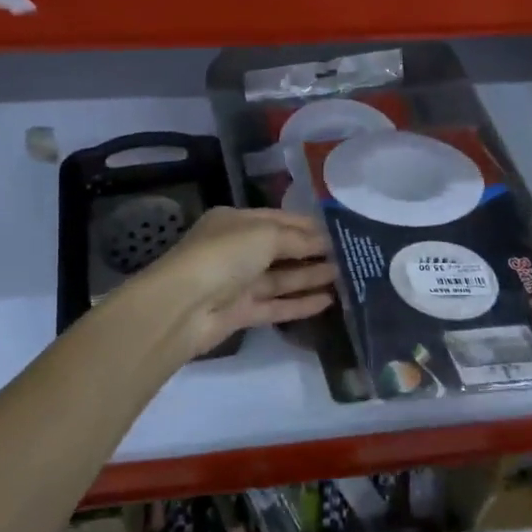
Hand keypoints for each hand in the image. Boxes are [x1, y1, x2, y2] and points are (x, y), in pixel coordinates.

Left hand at [138, 207, 336, 358]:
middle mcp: (236, 249)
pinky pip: (275, 304)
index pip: (279, 218)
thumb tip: (324, 240)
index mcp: (236, 221)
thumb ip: (297, 238)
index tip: (340, 230)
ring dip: (310, 276)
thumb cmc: (224, 255)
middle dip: (313, 250)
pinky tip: (327, 301)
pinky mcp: (240, 312)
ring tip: (345, 276)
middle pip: (281, 248)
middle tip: (349, 255)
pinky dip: (299, 302)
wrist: (182, 306)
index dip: (308, 224)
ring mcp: (237, 282)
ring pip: (280, 277)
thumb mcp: (265, 235)